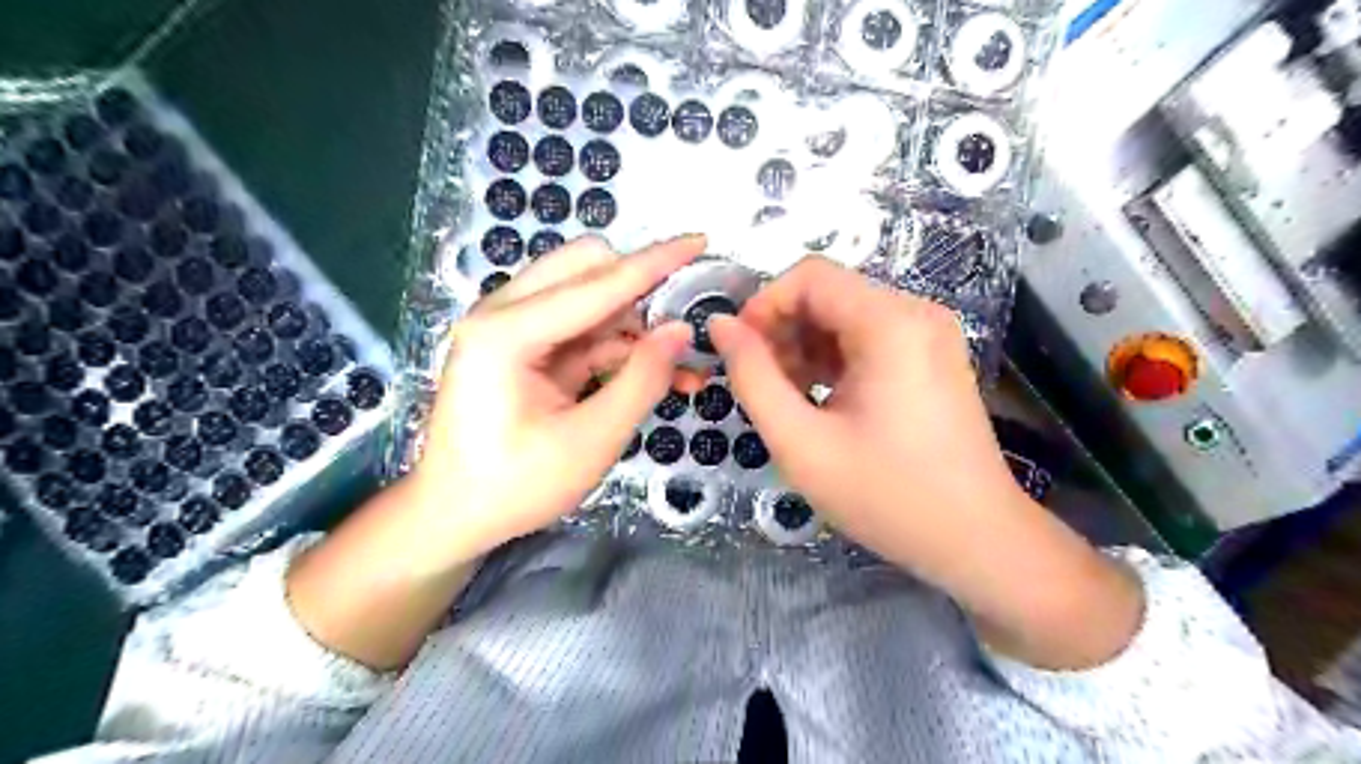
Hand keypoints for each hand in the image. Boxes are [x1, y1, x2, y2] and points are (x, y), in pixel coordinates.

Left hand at [408, 236, 695, 565]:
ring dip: (636, 322)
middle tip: (682, 325)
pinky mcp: (524, 345)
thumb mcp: (590, 441)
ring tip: (680, 365)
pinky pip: (583, 328)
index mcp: (507, 332)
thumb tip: (682, 331)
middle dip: (640, 289)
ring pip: (589, 296)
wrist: (454, 516)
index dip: (655, 263)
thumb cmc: (515, 487)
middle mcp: (503, 312)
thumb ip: (641, 380)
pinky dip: (620, 346)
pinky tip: (656, 373)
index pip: (598, 282)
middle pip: (586, 268)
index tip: (699, 241)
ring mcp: (511, 326)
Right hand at [706, 258, 1138, 667]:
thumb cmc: (886, 496)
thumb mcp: (801, 442)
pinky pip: (868, 336)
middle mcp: (915, 312)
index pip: (809, 275)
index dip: (763, 305)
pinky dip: (833, 357)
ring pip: (845, 314)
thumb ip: (753, 377)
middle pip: (828, 292)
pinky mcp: (931, 355)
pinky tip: (820, 398)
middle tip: (761, 382)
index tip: (739, 353)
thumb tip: (720, 325)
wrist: (976, 540)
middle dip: (783, 329)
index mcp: (890, 323)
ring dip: (805, 345)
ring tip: (787, 396)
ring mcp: (929, 333)